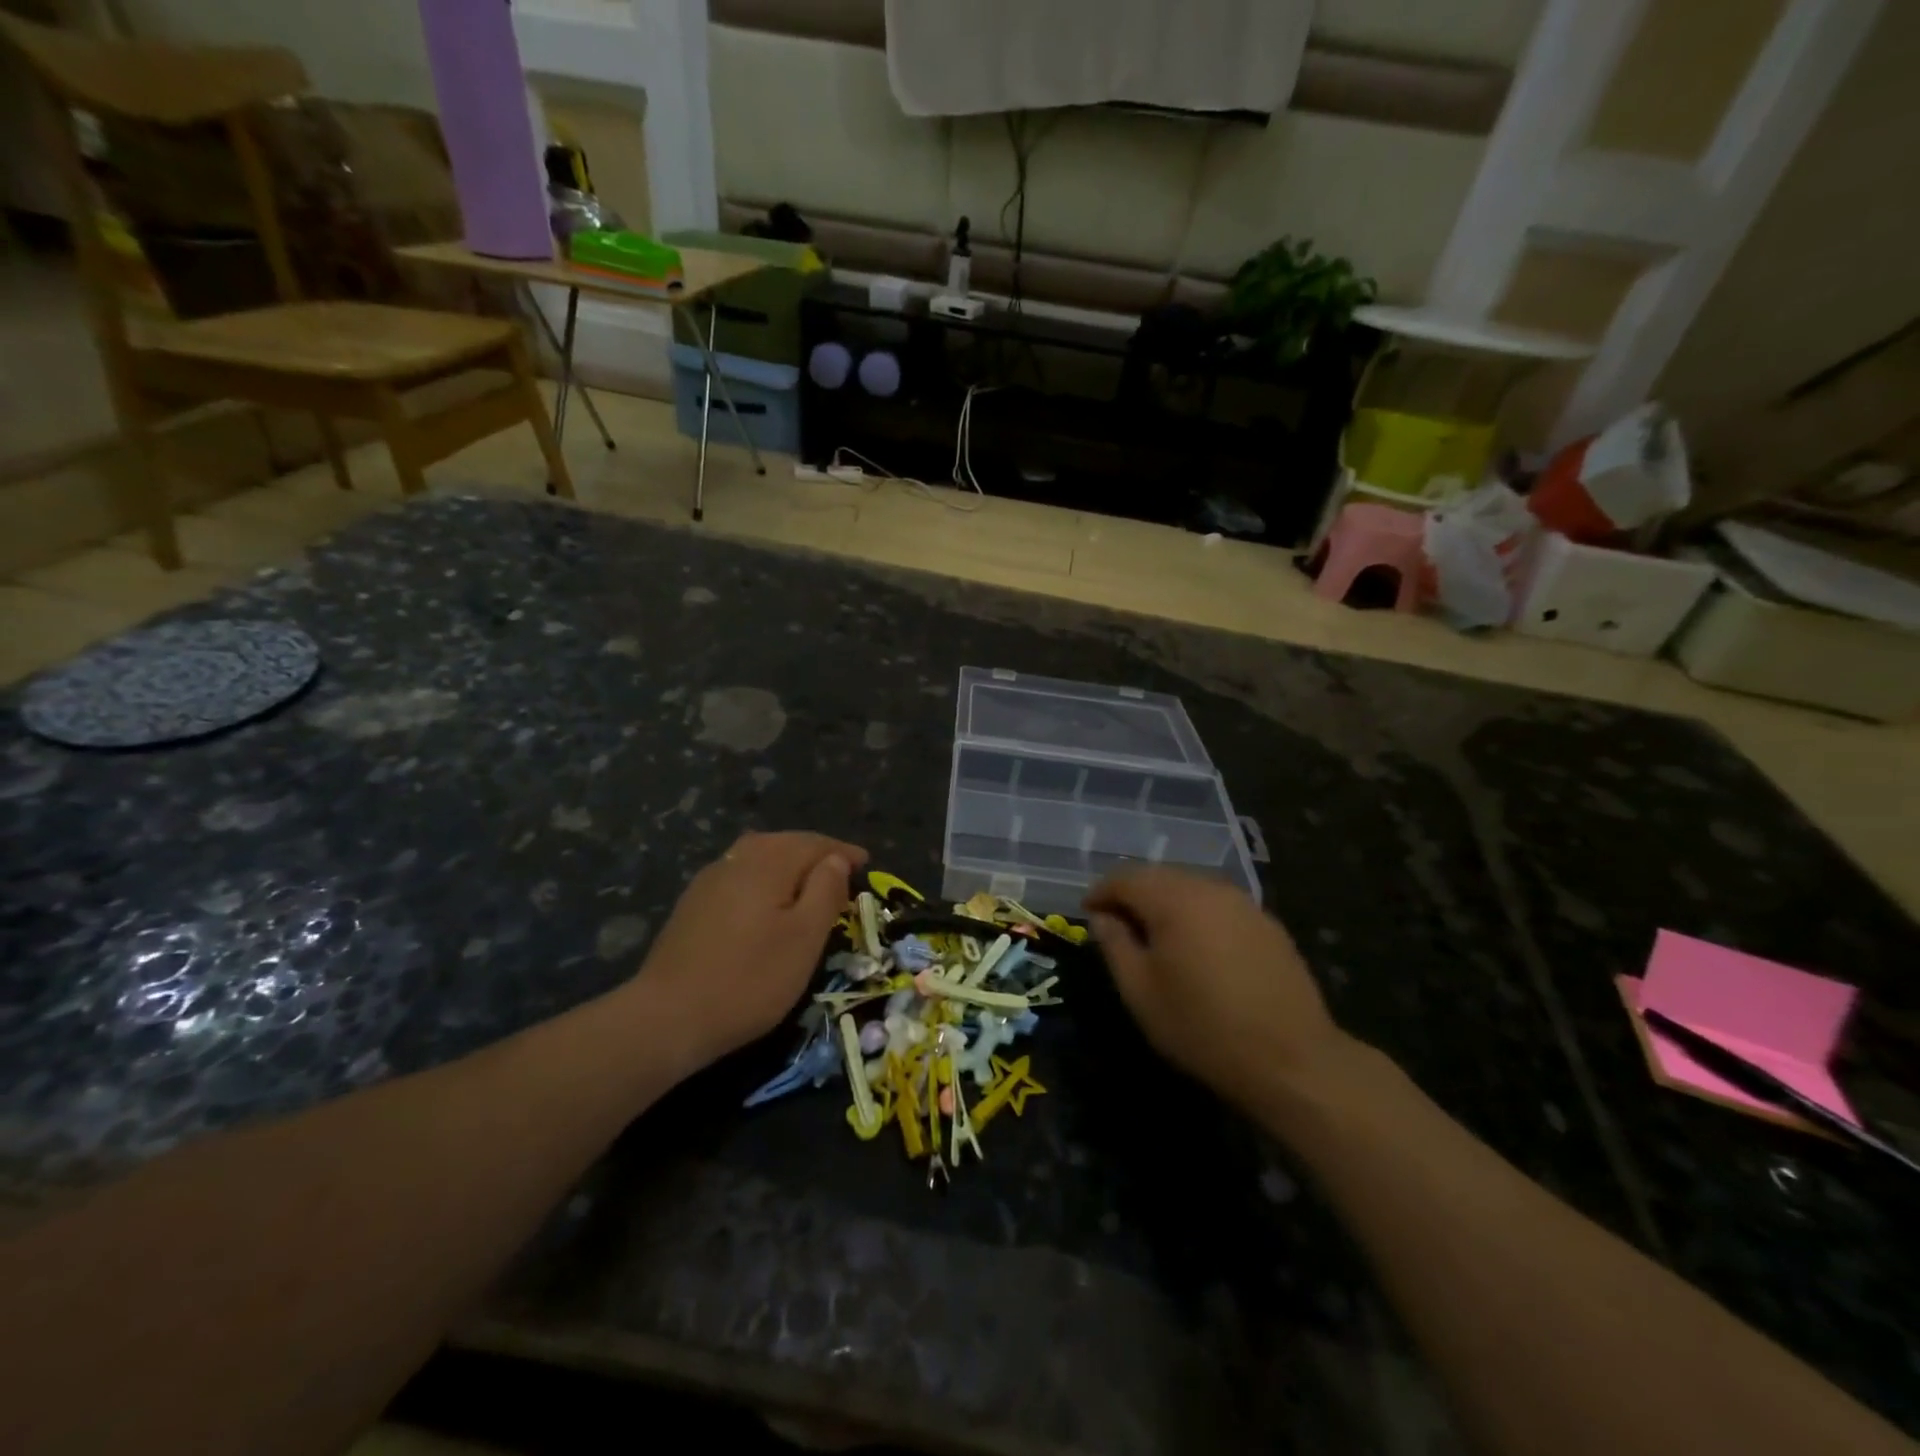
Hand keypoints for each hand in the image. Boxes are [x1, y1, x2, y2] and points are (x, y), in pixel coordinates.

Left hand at [632, 832, 866, 1073]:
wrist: (667, 1017)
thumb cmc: (750, 979)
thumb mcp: (805, 938)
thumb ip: (825, 891)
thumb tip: (835, 859)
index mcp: (768, 862)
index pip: (814, 843)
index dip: (842, 852)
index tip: (867, 864)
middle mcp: (737, 860)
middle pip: (783, 842)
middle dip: (814, 852)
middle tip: (840, 871)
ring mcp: (709, 881)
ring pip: (757, 856)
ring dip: (787, 862)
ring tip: (806, 883)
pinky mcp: (692, 905)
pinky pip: (739, 875)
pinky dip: (763, 878)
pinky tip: (766, 901)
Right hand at [1085, 869, 1356, 1112]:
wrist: (1292, 1060)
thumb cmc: (1202, 1027)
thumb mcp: (1141, 992)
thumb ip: (1116, 946)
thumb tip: (1103, 918)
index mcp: (1174, 899)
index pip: (1125, 877)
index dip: (1100, 892)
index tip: (1087, 914)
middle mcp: (1209, 888)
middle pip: (1159, 876)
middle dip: (1132, 894)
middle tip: (1116, 925)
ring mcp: (1243, 903)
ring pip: (1190, 888)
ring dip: (1164, 903)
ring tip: (1154, 937)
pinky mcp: (1267, 923)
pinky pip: (1217, 905)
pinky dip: (1196, 915)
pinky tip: (1196, 948)